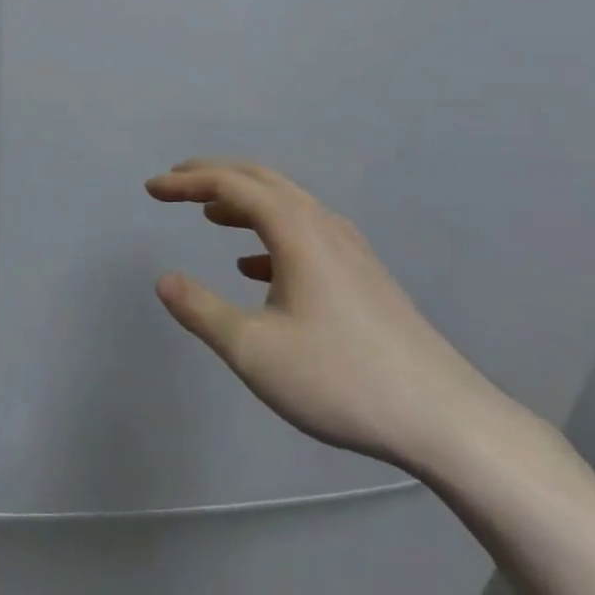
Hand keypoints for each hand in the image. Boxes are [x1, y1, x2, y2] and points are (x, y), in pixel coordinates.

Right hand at [147, 159, 505, 472]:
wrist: (444, 419)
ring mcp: (349, 248)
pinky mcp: (363, 275)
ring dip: (242, 202)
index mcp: (296, 229)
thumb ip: (201, 310)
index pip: (231, 184)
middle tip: (175, 183)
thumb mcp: (253, 350)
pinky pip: (305, 233)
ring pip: (286, 204)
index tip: (151, 188)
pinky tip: (255, 268)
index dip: (185, 182)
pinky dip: (269, 235)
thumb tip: (163, 279)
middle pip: (260, 180)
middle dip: (213, 176)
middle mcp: (323, 224)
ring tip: (209, 215)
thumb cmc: (341, 378)